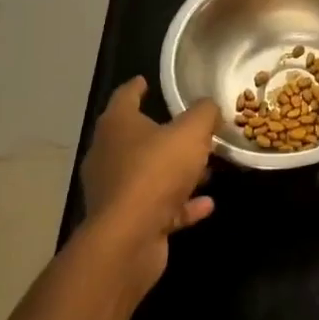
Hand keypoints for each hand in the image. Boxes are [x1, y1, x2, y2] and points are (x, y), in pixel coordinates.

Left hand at [77, 77, 217, 302]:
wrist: (129, 238)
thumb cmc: (156, 171)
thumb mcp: (191, 132)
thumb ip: (204, 113)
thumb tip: (209, 106)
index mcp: (118, 126)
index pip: (125, 96)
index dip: (137, 87)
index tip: (146, 80)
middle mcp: (109, 155)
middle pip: (137, 137)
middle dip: (165, 134)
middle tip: (191, 128)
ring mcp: (115, 191)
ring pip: (150, 174)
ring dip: (177, 172)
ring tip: (208, 169)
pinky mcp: (127, 222)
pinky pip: (160, 207)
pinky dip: (181, 204)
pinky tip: (207, 204)